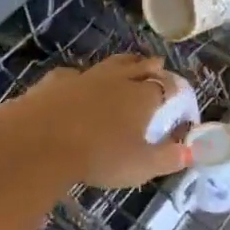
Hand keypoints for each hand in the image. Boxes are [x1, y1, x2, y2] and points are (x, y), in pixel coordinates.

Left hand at [0, 54, 193, 187]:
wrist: (39, 144)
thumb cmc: (98, 157)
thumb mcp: (139, 166)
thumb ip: (167, 158)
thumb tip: (190, 153)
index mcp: (140, 97)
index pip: (164, 86)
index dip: (173, 88)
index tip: (177, 93)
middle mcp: (115, 80)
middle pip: (138, 66)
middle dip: (150, 65)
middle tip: (157, 63)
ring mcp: (82, 78)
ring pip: (108, 64)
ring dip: (120, 64)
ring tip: (126, 63)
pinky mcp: (53, 82)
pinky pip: (72, 75)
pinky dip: (80, 78)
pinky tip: (75, 82)